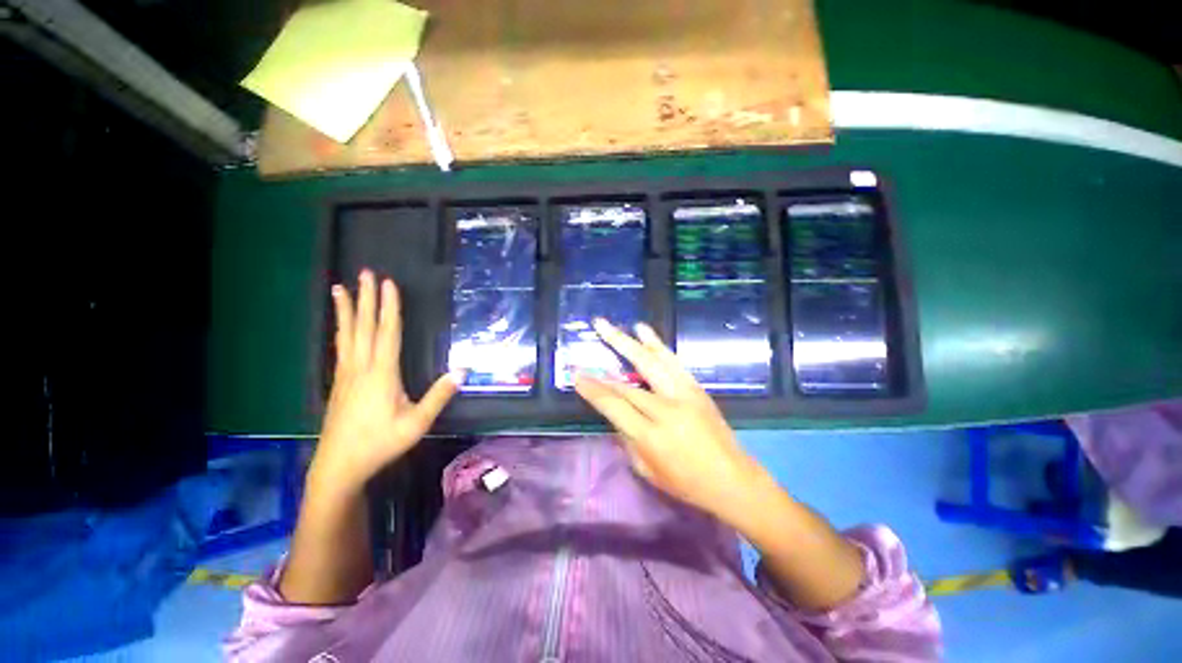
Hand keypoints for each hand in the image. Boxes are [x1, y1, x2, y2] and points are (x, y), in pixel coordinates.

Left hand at [310, 271, 459, 494]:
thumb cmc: (380, 443)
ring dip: (346, 310)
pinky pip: (340, 347)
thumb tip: (462, 370)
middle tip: (364, 274)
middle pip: (364, 327)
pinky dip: (340, 330)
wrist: (338, 465)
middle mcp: (361, 368)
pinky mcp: (339, 383)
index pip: (387, 333)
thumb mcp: (417, 423)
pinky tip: (341, 326)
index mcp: (381, 374)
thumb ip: (439, 395)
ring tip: (339, 289)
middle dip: (366, 299)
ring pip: (346, 335)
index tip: (388, 283)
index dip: (389, 307)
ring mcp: (346, 374)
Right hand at [574, 319, 766, 520]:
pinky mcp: (695, 388)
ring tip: (610, 326)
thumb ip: (626, 439)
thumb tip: (614, 414)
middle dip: (606, 361)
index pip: (615, 406)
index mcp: (651, 436)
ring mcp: (683, 395)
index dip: (594, 390)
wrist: (732, 479)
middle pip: (629, 383)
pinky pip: (672, 362)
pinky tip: (644, 331)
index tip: (577, 375)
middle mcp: (666, 411)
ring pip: (651, 363)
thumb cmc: (686, 483)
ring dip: (629, 342)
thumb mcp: (647, 470)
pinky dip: (656, 345)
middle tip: (593, 336)